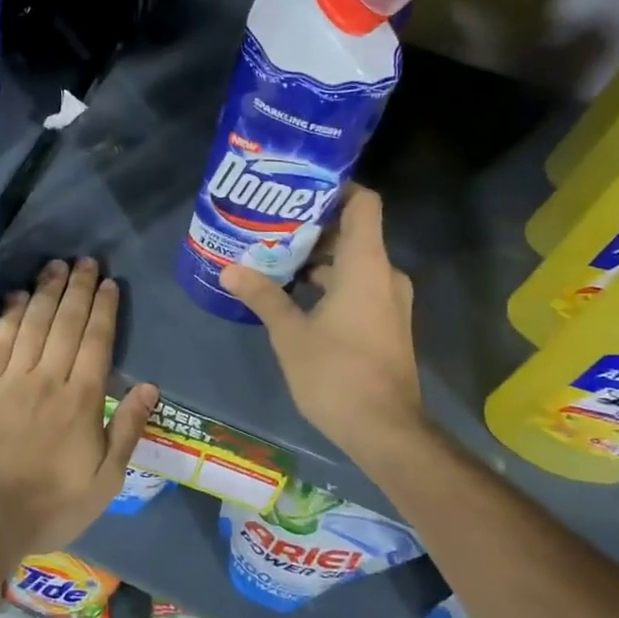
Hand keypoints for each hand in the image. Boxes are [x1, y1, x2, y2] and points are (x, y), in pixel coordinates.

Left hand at [0, 258, 156, 572]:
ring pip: (34, 324)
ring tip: (56, 266)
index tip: (109, 283)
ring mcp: (11, 380)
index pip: (97, 341)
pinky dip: (11, 316)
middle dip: (78, 289)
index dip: (104, 309)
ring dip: (47, 292)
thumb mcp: (104, 481)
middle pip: (67, 324)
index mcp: (82, 400)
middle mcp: (48, 379)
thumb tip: (149, 387)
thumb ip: (127, 430)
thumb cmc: (48, 507)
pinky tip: (19, 297)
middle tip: (86, 261)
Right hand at [221, 186, 426, 463]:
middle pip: (353, 232)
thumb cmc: (336, 373)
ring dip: (318, 260)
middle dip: (312, 227)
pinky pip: (359, 287)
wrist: (385, 430)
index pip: (363, 203)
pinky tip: (295, 296)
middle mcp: (384, 274)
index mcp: (366, 264)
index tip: (299, 187)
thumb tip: (229, 269)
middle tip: (271, 226)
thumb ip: (263, 296)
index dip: (335, 188)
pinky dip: (331, 284)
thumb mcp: (290, 334)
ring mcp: (389, 301)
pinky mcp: (386, 324)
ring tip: (275, 259)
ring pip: (354, 263)